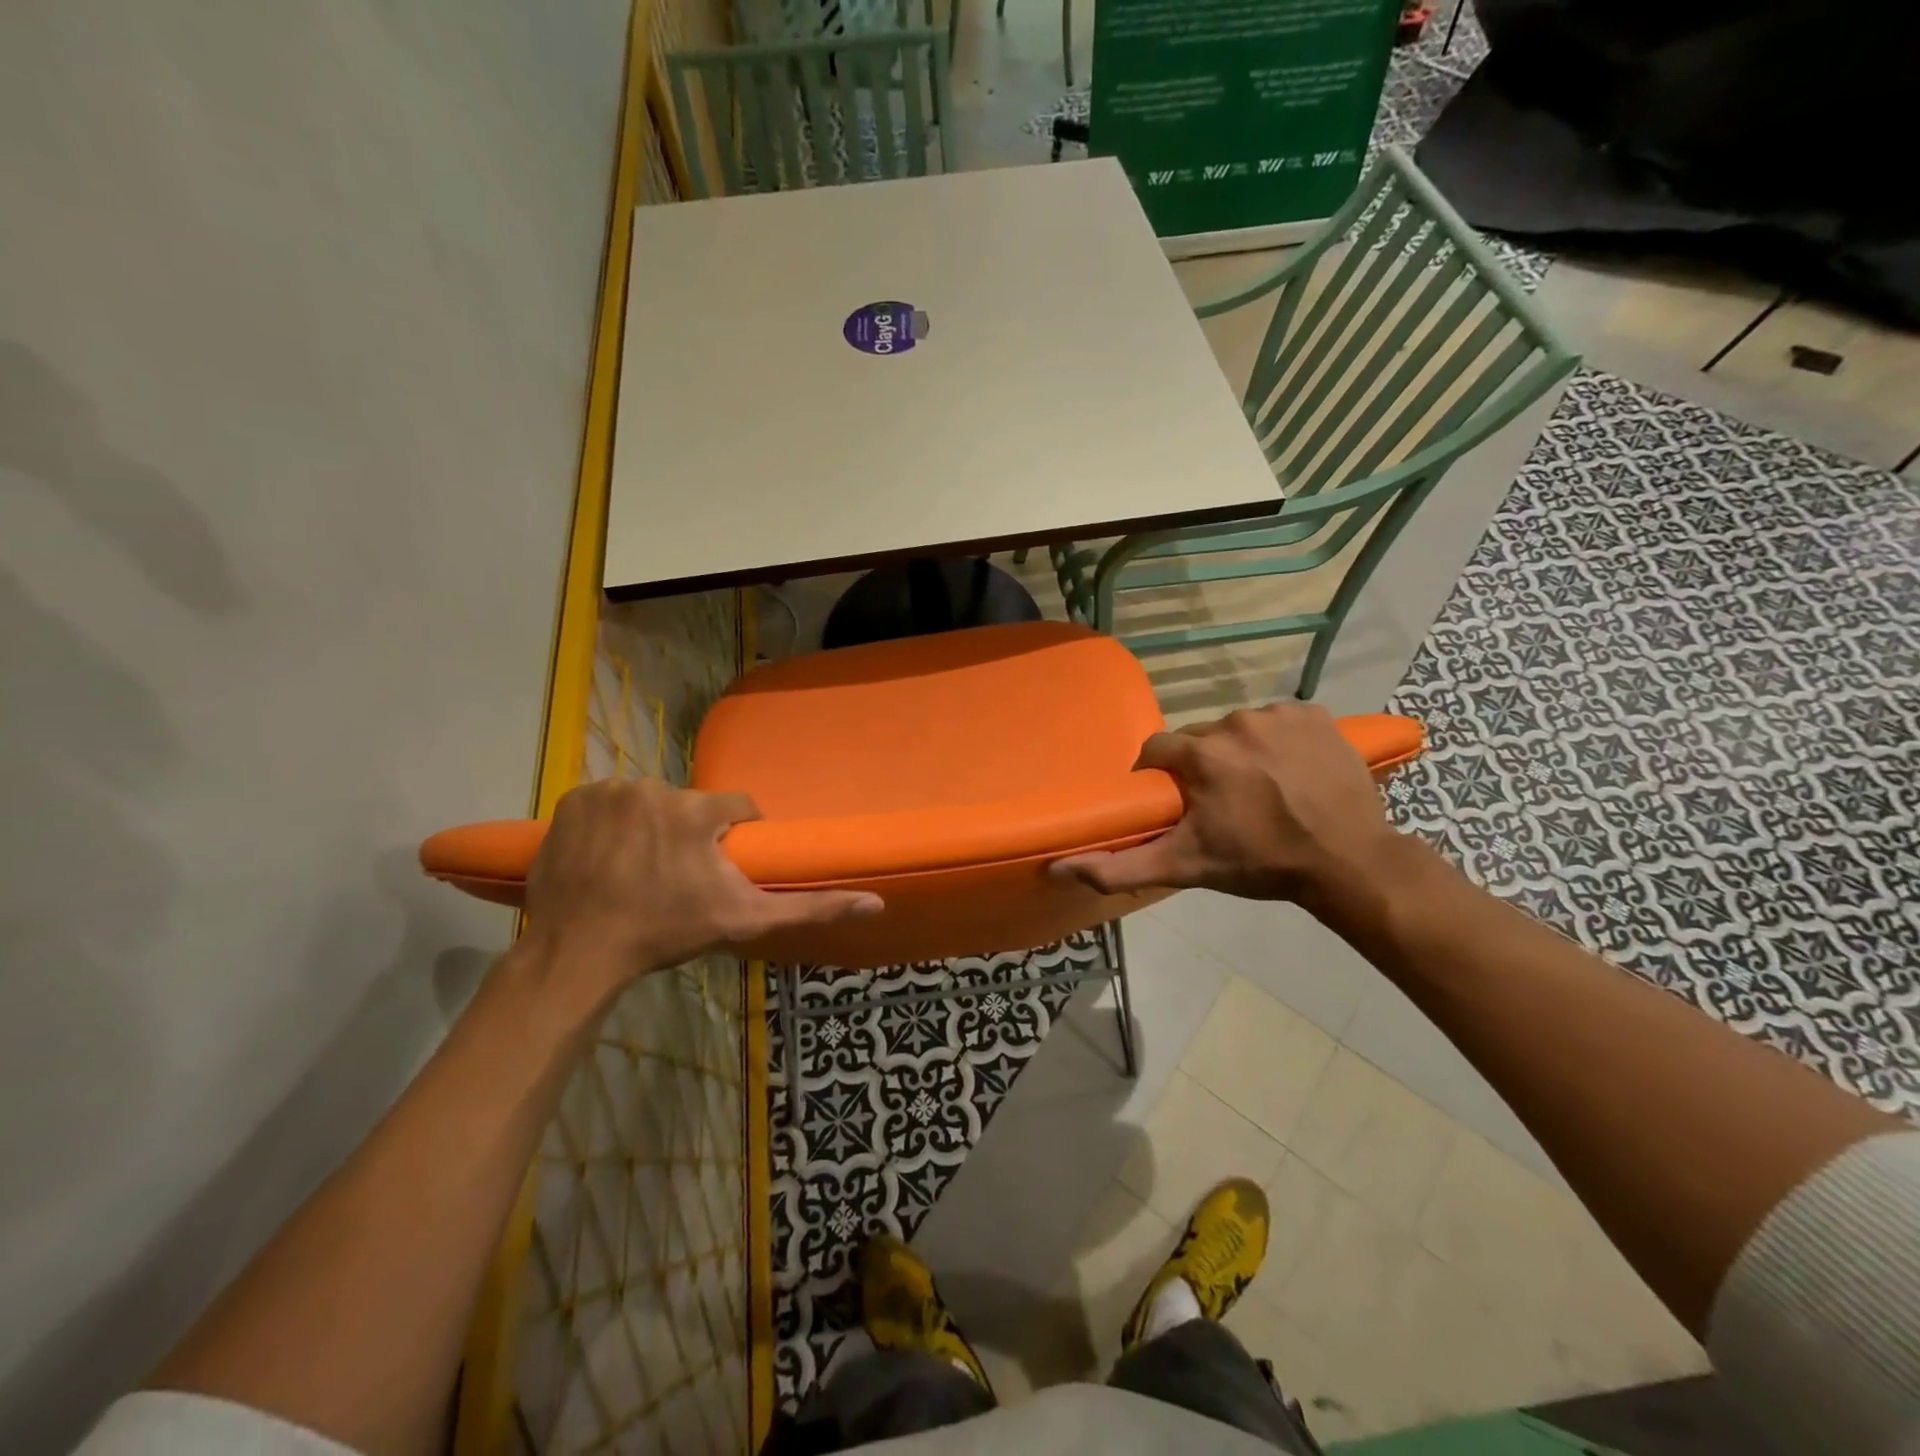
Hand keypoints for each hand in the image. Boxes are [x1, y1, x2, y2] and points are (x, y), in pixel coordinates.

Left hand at [522, 777, 880, 994]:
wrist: (577, 952)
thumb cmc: (666, 933)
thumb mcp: (745, 921)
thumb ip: (810, 907)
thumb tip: (876, 902)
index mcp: (697, 811)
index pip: (736, 807)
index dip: (735, 835)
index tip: (722, 865)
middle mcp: (654, 788)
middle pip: (688, 805)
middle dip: (688, 834)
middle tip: (676, 876)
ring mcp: (608, 792)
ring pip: (647, 802)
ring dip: (649, 827)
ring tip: (638, 869)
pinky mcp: (572, 801)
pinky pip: (606, 802)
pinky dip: (609, 823)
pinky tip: (606, 857)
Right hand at [1053, 703, 1401, 908]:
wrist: (1348, 862)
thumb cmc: (1260, 864)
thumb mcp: (1185, 867)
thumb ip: (1119, 867)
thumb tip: (1059, 867)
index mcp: (1199, 754)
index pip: (1156, 751)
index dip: (1159, 777)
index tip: (1173, 802)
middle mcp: (1234, 721)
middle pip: (1198, 739)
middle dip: (1200, 767)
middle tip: (1219, 803)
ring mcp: (1278, 714)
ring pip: (1237, 729)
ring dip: (1239, 753)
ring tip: (1258, 789)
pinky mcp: (1315, 713)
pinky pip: (1279, 721)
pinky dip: (1278, 741)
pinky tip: (1290, 771)